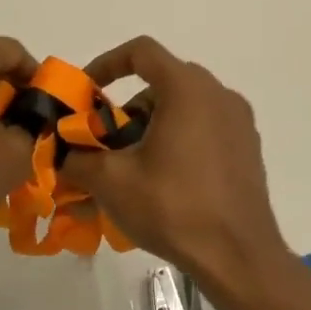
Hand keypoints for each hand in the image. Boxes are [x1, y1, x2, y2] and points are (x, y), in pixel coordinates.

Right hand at [60, 36, 293, 295]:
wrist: (239, 257)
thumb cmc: (173, 208)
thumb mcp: (112, 182)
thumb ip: (78, 158)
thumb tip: (62, 153)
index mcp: (187, 89)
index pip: (141, 52)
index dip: (107, 64)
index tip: (88, 92)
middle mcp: (217, 94)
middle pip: (162, 82)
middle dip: (128, 108)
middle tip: (107, 141)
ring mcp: (238, 121)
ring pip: (184, 106)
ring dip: (153, 125)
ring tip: (134, 167)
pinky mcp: (248, 147)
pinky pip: (205, 126)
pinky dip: (179, 138)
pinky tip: (166, 179)